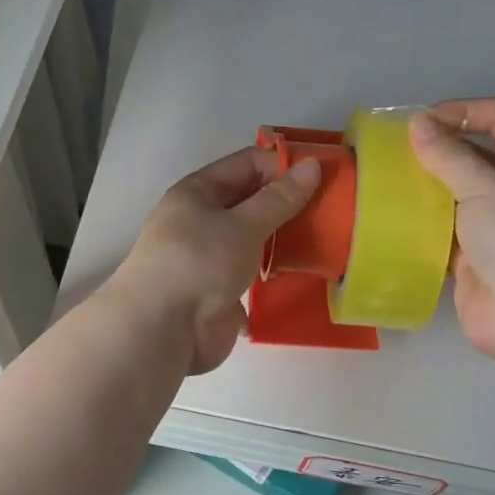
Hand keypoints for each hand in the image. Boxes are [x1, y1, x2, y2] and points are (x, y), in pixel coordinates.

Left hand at [103, 146, 319, 373]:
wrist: (162, 330)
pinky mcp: (219, 290)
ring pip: (253, 238)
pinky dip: (273, 272)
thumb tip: (313, 166)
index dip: (283, 166)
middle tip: (332, 210)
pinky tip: (302, 273)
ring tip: (325, 240)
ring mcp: (210, 257)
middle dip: (288, 204)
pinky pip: (252, 272)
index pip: (248, 164)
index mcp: (198, 192)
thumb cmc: (200, 262)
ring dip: (283, 239)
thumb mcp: (243, 224)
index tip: (323, 179)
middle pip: (251, 201)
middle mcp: (202, 220)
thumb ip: (280, 198)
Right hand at [407, 99, 494, 358]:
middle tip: (396, 149)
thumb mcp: (486, 187)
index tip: (419, 120)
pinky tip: (395, 216)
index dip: (463, 111)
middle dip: (442, 149)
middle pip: (481, 154)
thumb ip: (448, 155)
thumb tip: (417, 124)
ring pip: (462, 194)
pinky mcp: (481, 258)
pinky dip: (426, 222)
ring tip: (388, 178)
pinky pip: (450, 230)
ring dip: (430, 187)